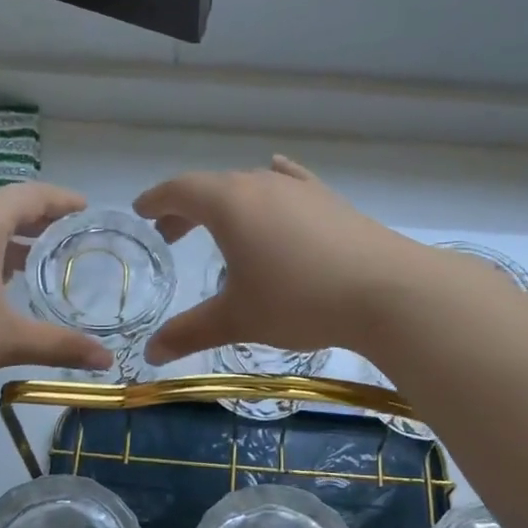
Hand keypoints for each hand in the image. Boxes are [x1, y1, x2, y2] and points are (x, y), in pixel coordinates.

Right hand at [135, 156, 426, 363]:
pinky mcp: (330, 200)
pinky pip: (290, 182)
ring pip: (251, 186)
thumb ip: (191, 332)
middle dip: (186, 208)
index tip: (141, 212)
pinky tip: (277, 175)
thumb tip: (151, 352)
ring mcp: (300, 189)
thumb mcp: (238, 319)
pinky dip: (272, 185)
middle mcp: (261, 184)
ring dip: (226, 204)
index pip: (180, 190)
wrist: (386, 290)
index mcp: (229, 203)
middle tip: (171, 233)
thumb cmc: (299, 300)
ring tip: (220, 228)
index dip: (156, 200)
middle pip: (212, 186)